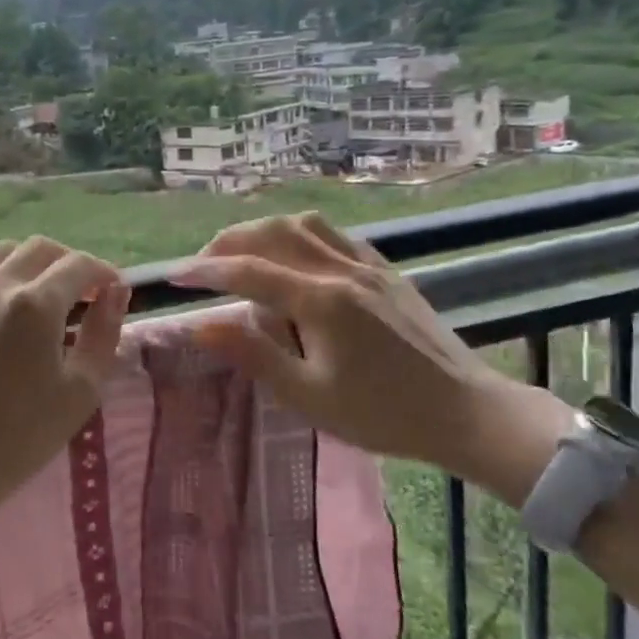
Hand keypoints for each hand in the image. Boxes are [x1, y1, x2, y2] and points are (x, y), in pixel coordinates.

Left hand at [0, 236, 129, 529]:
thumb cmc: (22, 437)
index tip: (114, 290)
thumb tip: (116, 291)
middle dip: (69, 263)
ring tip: (41, 293)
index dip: (103, 272)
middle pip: (40, 249)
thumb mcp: (82, 390)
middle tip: (83, 292)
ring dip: (29, 263)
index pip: (78, 266)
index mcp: (35, 306)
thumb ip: (104, 333)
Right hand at [172, 212, 571, 505]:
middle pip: (274, 234)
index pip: (249, 271)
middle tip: (203, 264)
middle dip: (230, 242)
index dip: (206, 270)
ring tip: (242, 253)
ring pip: (305, 224)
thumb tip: (202, 325)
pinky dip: (301, 235)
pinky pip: (335, 235)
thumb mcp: (308, 396)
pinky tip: (294, 255)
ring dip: (265, 231)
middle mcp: (342, 270)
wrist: (464, 412)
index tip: (174, 276)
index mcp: (322, 301)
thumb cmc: (382, 414)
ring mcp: (368, 265)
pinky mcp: (386, 270)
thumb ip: (254, 355)